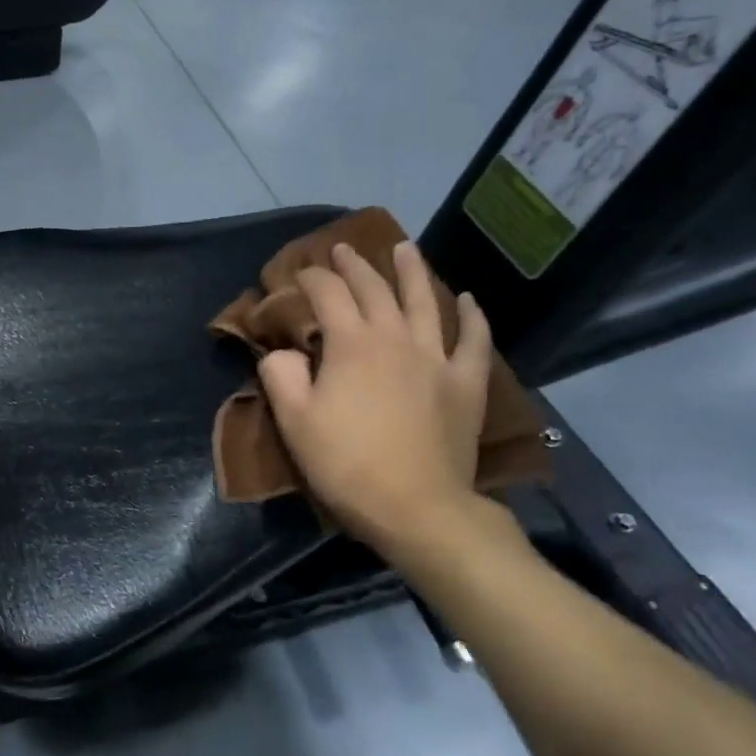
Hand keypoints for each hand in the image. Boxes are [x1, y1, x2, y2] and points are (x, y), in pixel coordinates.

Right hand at [258, 241, 491, 556]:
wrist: (416, 507)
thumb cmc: (346, 464)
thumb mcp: (294, 421)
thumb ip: (281, 375)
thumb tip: (282, 352)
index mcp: (351, 345)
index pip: (328, 295)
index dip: (311, 278)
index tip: (297, 273)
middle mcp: (395, 338)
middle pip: (374, 290)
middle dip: (354, 266)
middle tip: (341, 250)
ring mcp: (436, 358)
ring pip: (424, 301)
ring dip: (411, 271)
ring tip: (403, 248)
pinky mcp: (465, 383)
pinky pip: (473, 340)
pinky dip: (471, 316)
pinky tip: (467, 299)